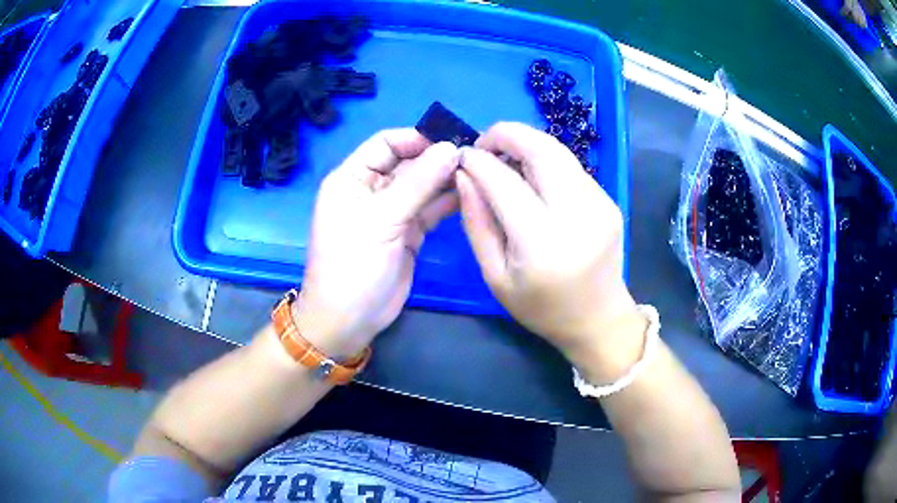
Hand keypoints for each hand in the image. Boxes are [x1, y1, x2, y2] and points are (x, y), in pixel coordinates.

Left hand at [295, 129, 459, 357]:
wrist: (349, 319)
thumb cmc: (352, 265)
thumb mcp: (381, 220)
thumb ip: (417, 183)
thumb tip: (450, 148)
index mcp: (353, 178)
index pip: (386, 143)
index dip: (417, 138)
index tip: (451, 140)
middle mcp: (372, 189)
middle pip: (408, 162)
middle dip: (437, 158)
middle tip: (475, 156)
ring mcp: (392, 212)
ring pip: (422, 185)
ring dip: (446, 178)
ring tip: (479, 172)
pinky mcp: (409, 232)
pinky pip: (430, 209)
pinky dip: (447, 201)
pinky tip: (471, 194)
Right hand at [457, 122, 642, 375]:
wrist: (598, 319)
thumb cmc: (541, 308)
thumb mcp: (495, 276)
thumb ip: (477, 222)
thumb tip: (465, 175)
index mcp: (542, 243)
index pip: (504, 181)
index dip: (478, 161)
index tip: (462, 156)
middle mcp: (577, 214)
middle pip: (541, 148)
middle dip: (506, 133)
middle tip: (484, 143)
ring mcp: (599, 203)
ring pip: (559, 150)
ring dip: (526, 143)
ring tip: (505, 157)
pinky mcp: (609, 200)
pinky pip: (571, 166)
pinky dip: (546, 160)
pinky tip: (532, 177)